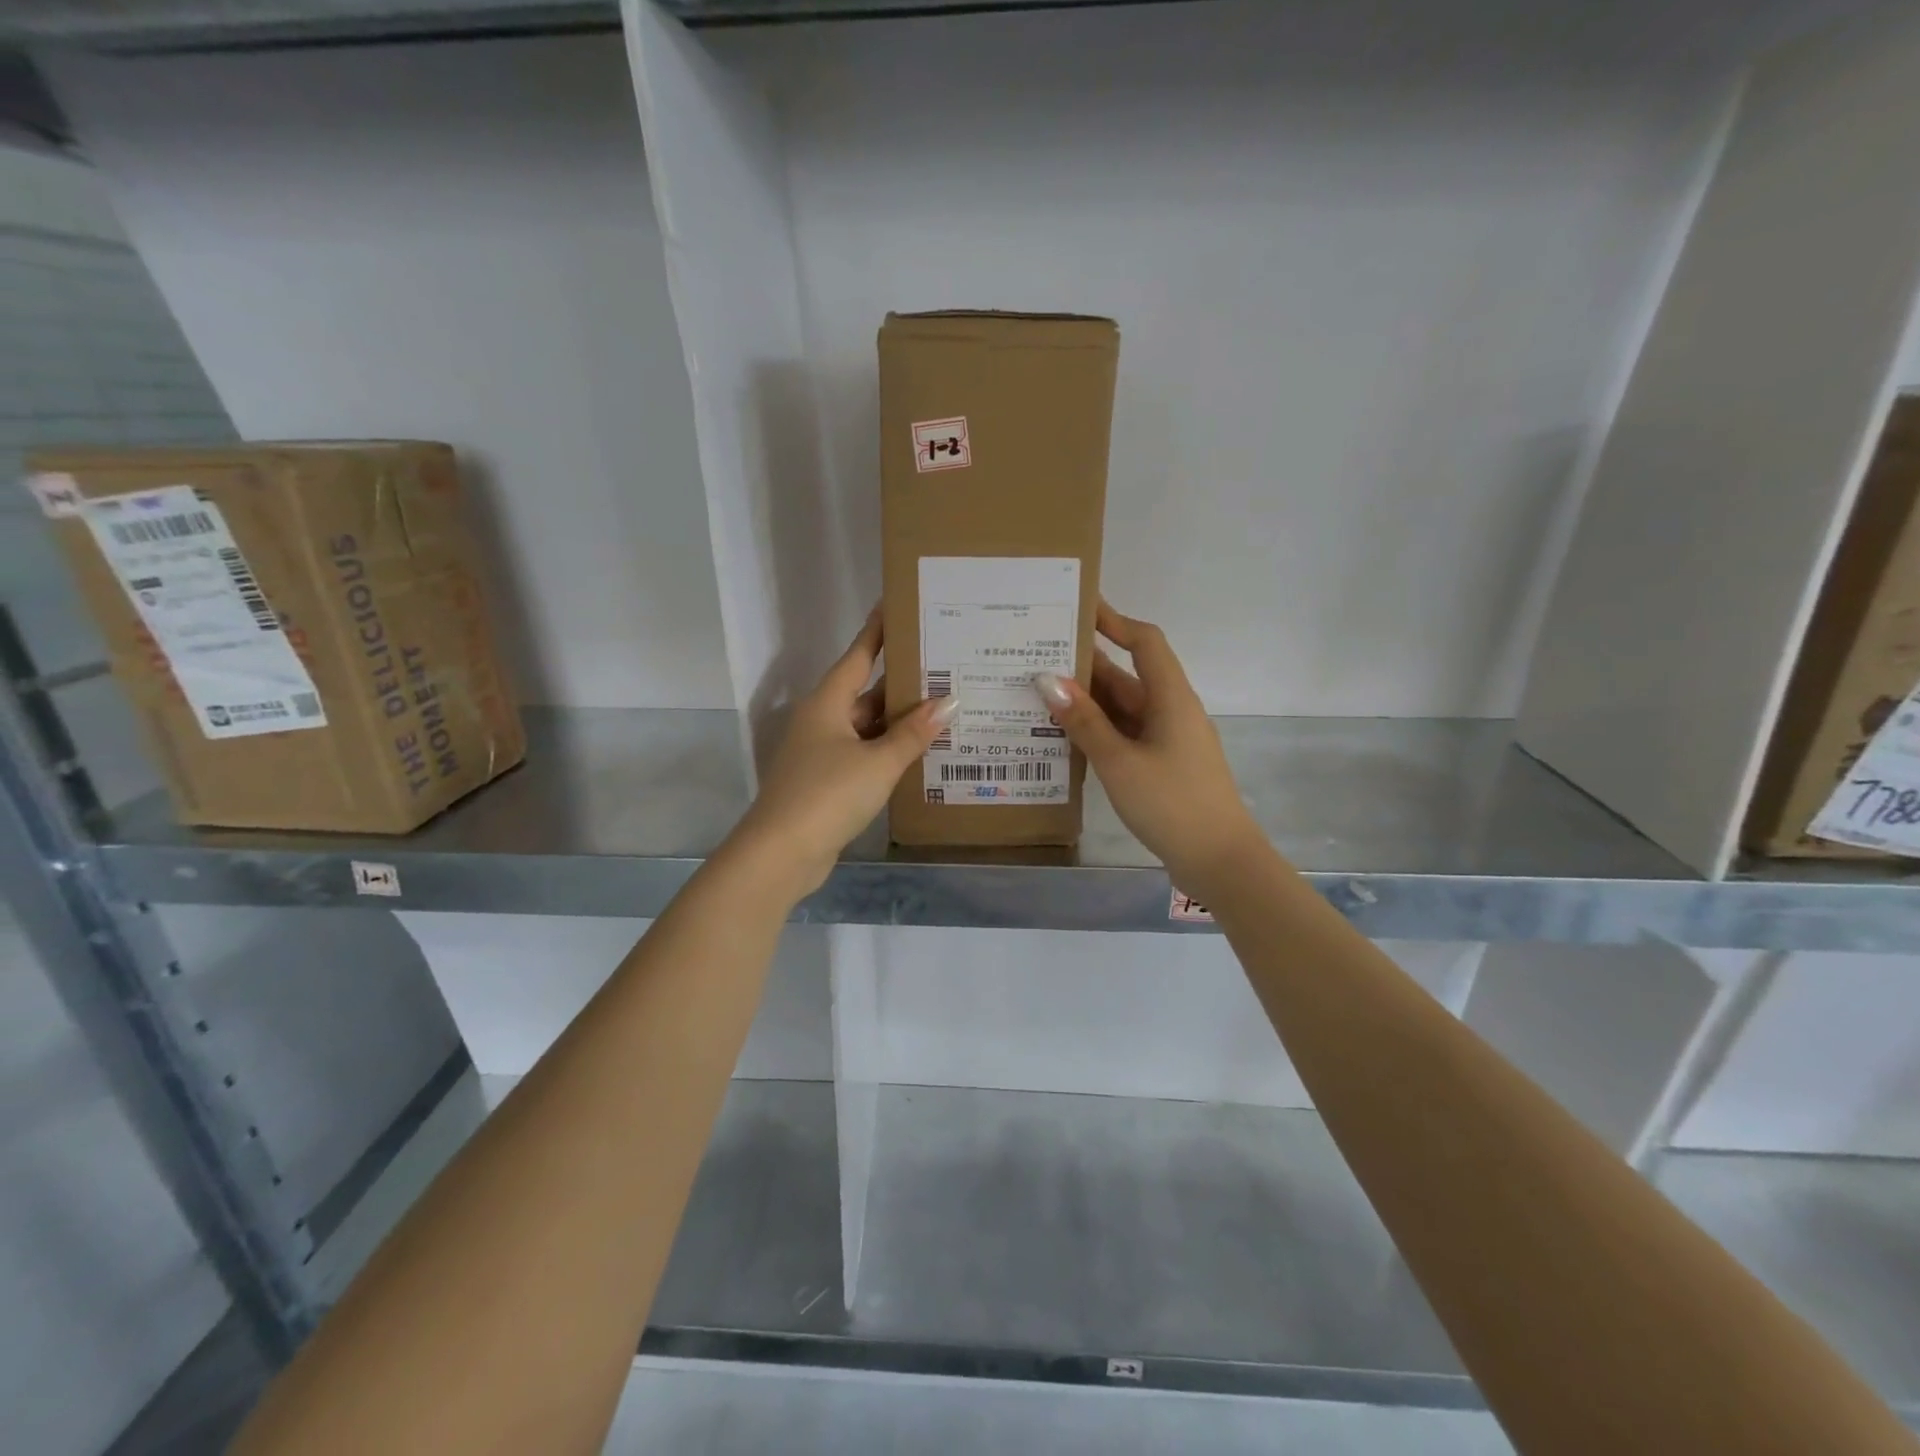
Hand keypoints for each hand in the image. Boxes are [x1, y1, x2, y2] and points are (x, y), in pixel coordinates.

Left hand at [732, 611, 957, 900]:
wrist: (781, 853)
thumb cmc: (828, 794)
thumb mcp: (878, 762)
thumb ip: (914, 733)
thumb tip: (949, 702)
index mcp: (828, 703)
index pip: (858, 655)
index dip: (878, 631)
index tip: (898, 606)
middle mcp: (822, 721)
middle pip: (866, 692)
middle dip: (901, 681)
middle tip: (943, 665)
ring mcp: (822, 752)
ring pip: (867, 726)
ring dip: (898, 721)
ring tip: (943, 707)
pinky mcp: (826, 781)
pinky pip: (864, 754)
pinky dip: (889, 750)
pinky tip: (918, 752)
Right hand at [1034, 602, 1262, 895]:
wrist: (1220, 861)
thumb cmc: (1172, 804)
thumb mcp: (1120, 762)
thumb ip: (1083, 721)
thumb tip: (1047, 680)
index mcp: (1170, 698)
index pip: (1144, 642)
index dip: (1114, 621)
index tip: (1079, 607)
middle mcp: (1171, 711)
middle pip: (1127, 675)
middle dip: (1086, 664)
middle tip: (1038, 656)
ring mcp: (1168, 739)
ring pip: (1123, 708)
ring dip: (1088, 701)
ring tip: (1038, 693)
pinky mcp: (1163, 765)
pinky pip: (1125, 735)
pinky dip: (1098, 730)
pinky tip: (1064, 736)